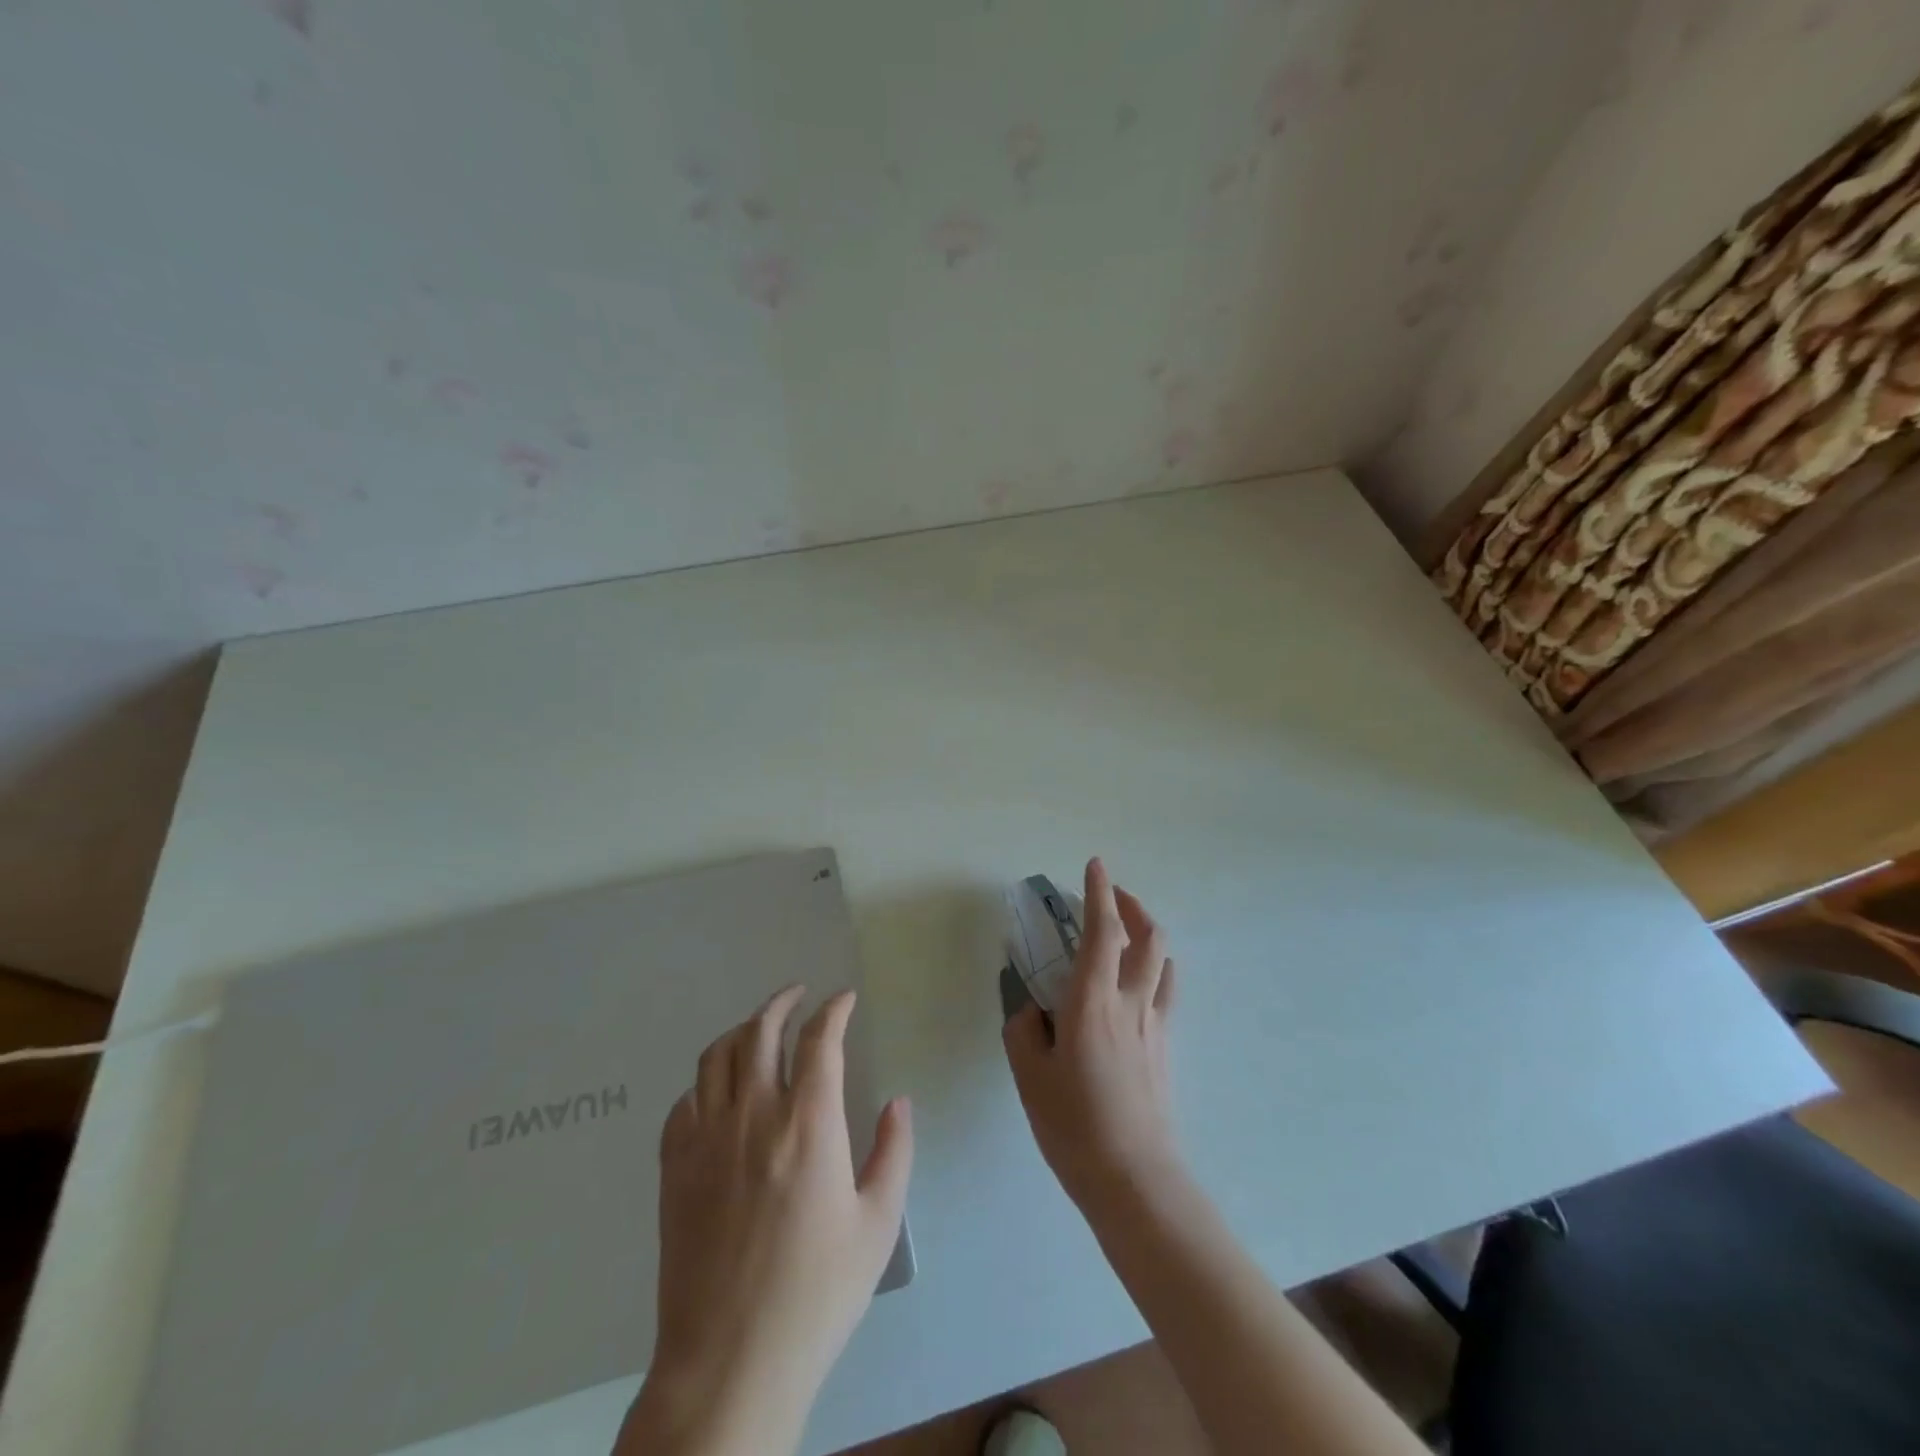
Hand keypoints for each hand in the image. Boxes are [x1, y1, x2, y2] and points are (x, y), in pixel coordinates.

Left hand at [618, 987, 912, 1455]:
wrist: (731, 1361)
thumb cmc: (817, 1293)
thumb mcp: (877, 1224)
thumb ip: (894, 1152)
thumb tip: (899, 1101)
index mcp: (809, 1124)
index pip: (820, 1039)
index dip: (835, 1009)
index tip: (845, 998)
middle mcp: (754, 1115)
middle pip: (760, 1031)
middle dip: (782, 1002)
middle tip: (799, 994)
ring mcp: (706, 1139)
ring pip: (716, 1056)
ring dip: (741, 1031)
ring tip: (759, 1029)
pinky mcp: (674, 1168)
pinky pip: (685, 1101)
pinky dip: (706, 1081)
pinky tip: (719, 1092)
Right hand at [1004, 857, 1181, 1219]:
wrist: (1134, 1178)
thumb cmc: (1074, 1124)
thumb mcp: (1030, 1075)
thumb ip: (1024, 1030)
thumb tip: (1032, 1009)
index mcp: (1092, 1001)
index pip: (1103, 931)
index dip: (1098, 893)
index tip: (1094, 865)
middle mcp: (1131, 1001)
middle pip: (1147, 936)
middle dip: (1131, 905)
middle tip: (1110, 896)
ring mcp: (1155, 1023)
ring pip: (1163, 960)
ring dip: (1147, 933)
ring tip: (1126, 931)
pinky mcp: (1165, 1046)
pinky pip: (1166, 990)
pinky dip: (1154, 967)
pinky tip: (1138, 981)